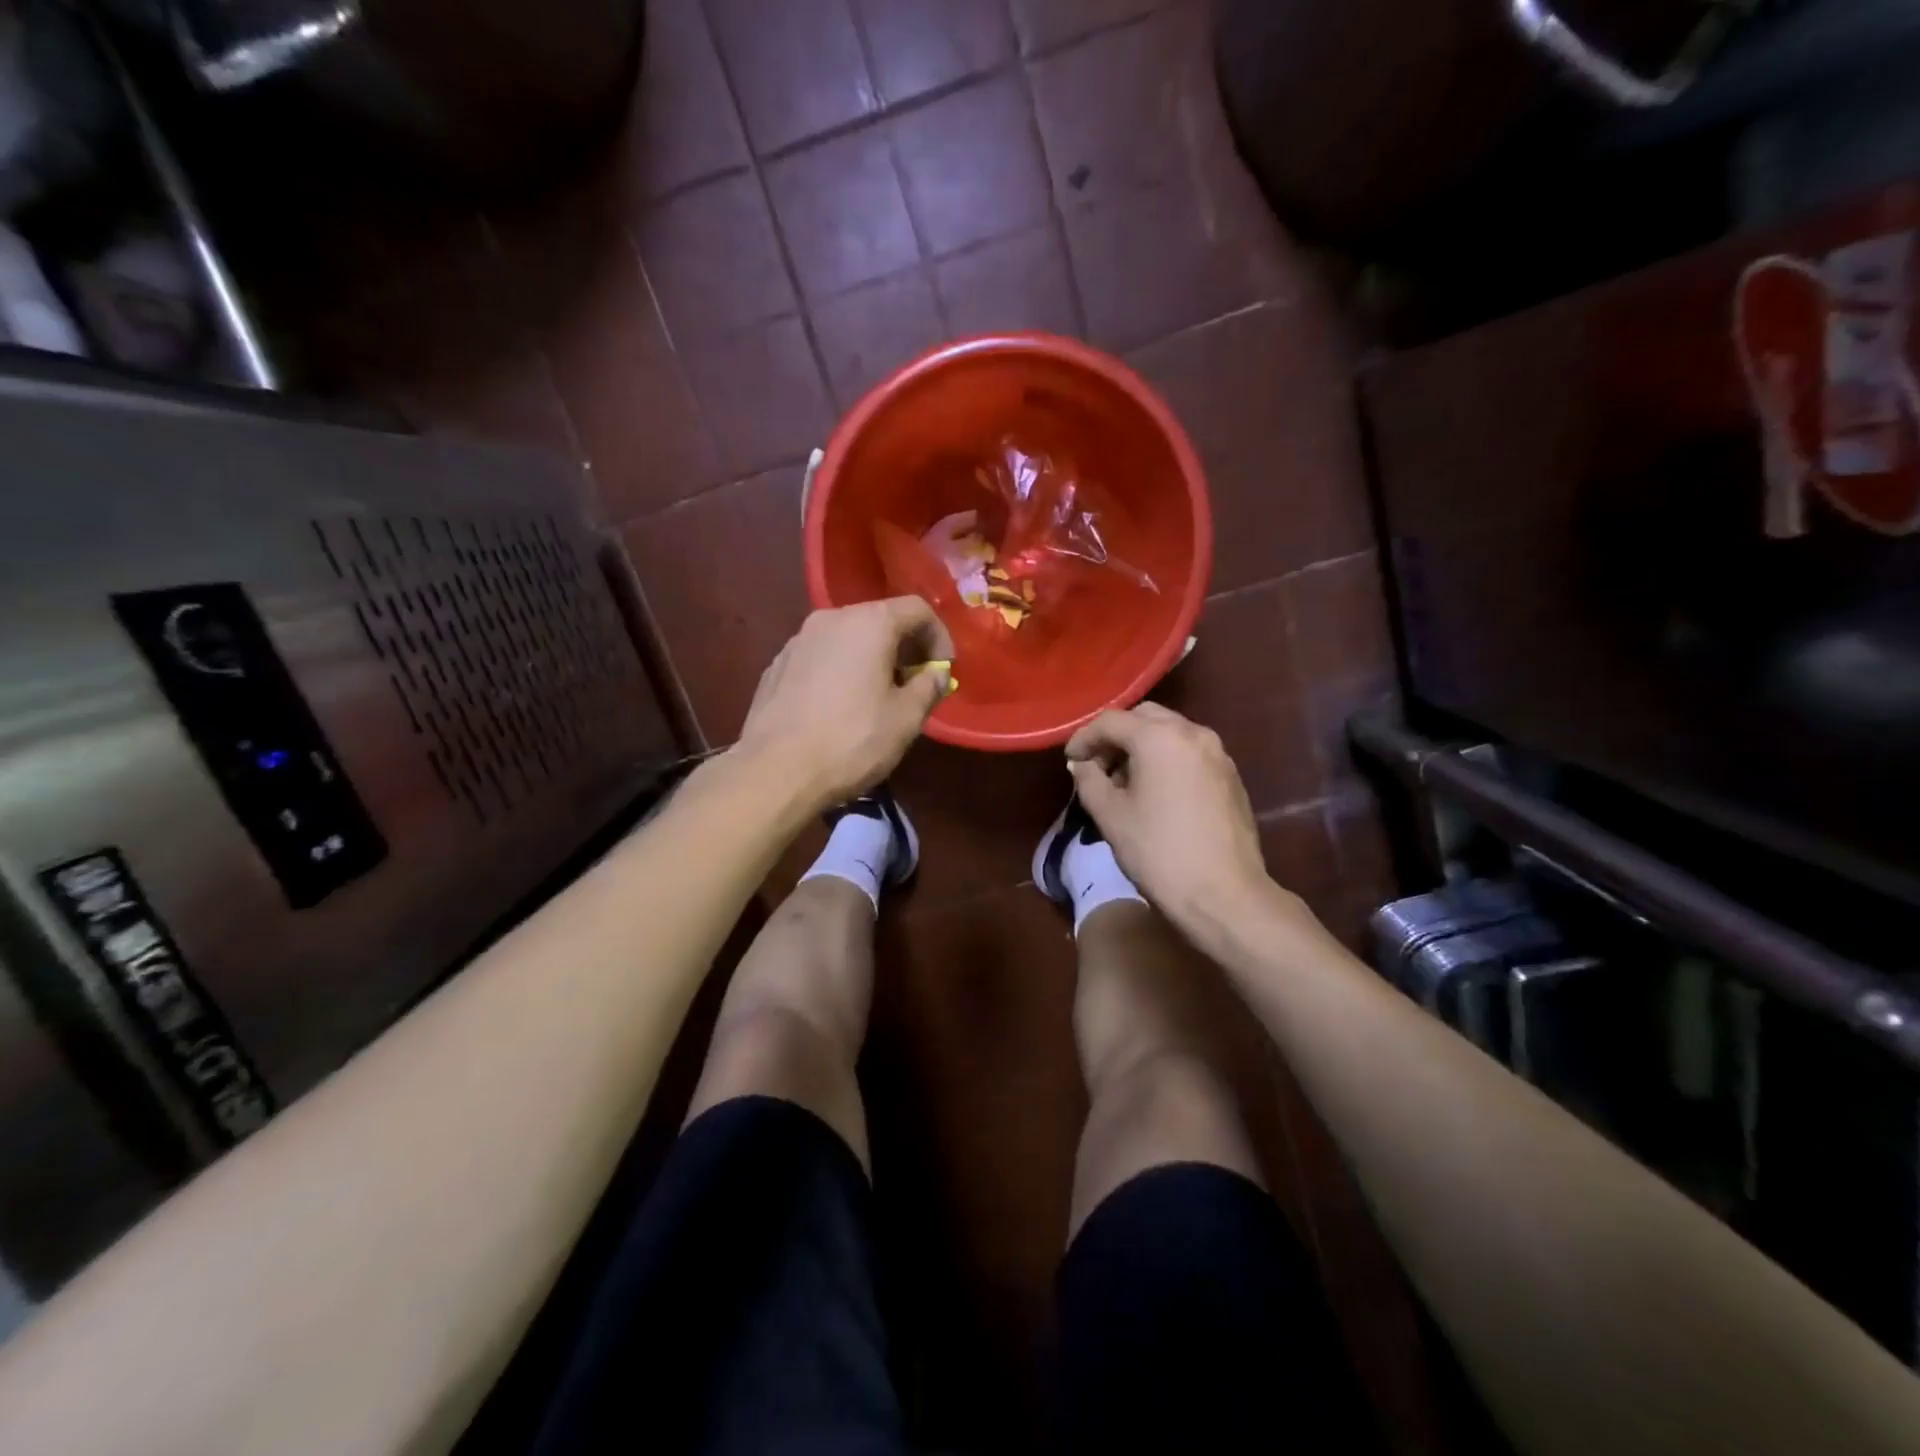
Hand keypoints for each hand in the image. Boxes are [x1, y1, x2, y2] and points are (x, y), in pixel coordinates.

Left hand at [738, 598, 954, 808]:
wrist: (775, 772)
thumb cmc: (851, 741)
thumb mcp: (906, 719)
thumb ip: (929, 687)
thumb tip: (936, 674)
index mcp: (868, 623)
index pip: (917, 609)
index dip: (939, 637)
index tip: (944, 671)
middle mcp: (830, 619)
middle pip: (880, 619)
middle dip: (905, 648)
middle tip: (915, 685)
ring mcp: (798, 640)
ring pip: (848, 638)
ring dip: (872, 659)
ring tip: (878, 698)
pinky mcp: (777, 665)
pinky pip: (822, 657)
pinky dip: (841, 671)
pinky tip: (840, 708)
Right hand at [1065, 704, 1272, 927]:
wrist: (1224, 894)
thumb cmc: (1158, 852)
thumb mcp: (1110, 815)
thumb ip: (1089, 780)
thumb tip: (1082, 764)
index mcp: (1159, 738)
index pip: (1111, 721)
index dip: (1083, 738)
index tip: (1070, 761)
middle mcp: (1192, 733)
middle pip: (1144, 718)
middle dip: (1116, 737)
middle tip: (1097, 767)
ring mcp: (1217, 753)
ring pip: (1170, 733)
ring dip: (1142, 747)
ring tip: (1124, 782)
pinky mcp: (1230, 775)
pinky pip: (1190, 752)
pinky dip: (1166, 759)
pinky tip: (1156, 793)